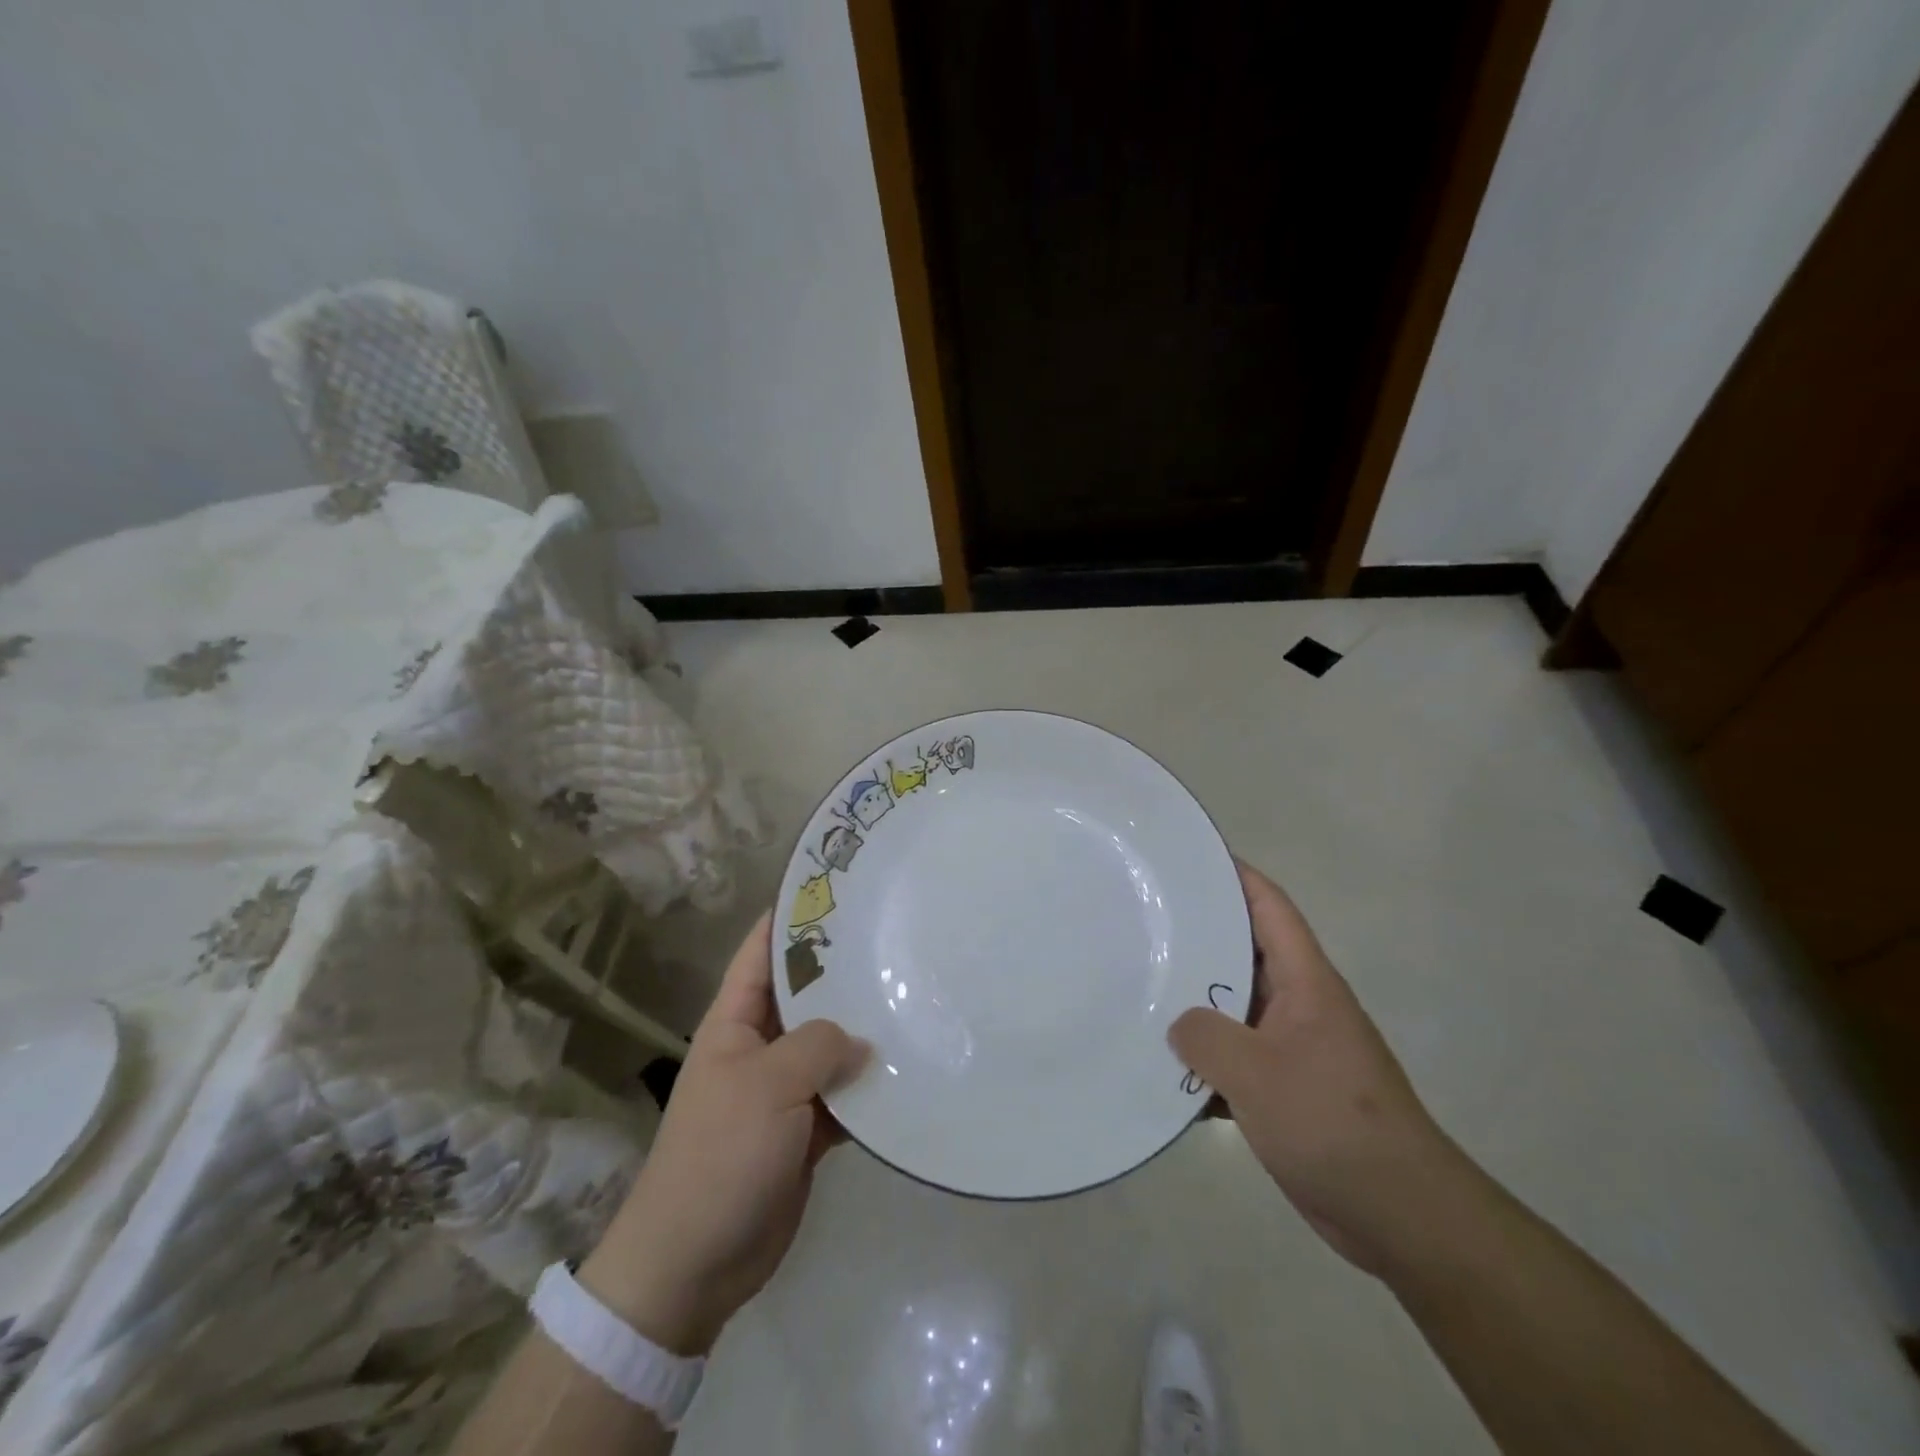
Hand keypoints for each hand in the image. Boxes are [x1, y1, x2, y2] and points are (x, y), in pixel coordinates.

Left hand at [579, 912, 868, 1353]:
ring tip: (918, 995)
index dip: (794, 914)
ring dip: (865, 1030)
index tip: (840, 888)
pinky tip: (911, 1068)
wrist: (694, 1264)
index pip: (764, 949)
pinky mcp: (807, 1129)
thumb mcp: (767, 1085)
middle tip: (899, 939)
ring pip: (831, 1044)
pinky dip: (871, 1086)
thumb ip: (818, 1046)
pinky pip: (845, 1094)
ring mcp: (785, 1088)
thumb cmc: (719, 1156)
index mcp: (735, 1020)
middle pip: (807, 993)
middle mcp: (761, 1044)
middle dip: (845, 970)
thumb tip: (861, 1038)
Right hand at [1170, 861, 1465, 1274]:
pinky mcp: (1286, 1089)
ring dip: (1195, 1004)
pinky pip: (1235, 1057)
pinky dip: (1204, 1059)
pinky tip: (1163, 1067)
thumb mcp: (1257, 1073)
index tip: (1189, 856)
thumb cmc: (1332, 1123)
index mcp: (1305, 982)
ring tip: (1140, 987)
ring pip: (1234, 1007)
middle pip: (1244, 953)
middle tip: (1143, 921)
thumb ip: (1206, 1036)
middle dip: (1198, 936)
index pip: (1269, 907)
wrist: (1401, 1216)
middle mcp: (1300, 1004)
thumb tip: (1178, 1023)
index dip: (1234, 874)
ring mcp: (1293, 1047)